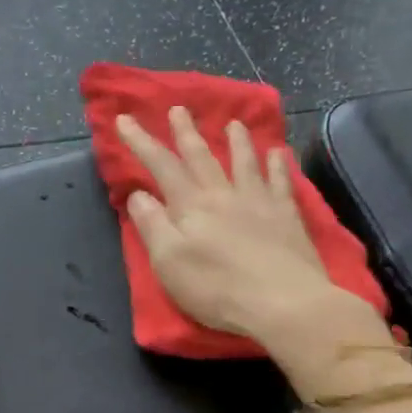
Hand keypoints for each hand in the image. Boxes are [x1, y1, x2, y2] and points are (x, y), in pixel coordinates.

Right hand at [117, 108, 394, 393]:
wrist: (284, 303)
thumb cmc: (217, 288)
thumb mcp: (169, 262)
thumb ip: (152, 225)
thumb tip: (139, 194)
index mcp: (191, 206)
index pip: (161, 166)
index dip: (140, 142)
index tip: (124, 119)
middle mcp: (224, 195)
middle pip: (201, 157)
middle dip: (186, 133)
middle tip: (178, 109)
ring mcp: (259, 203)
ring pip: (244, 162)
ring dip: (236, 141)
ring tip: (232, 122)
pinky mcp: (287, 217)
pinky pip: (281, 182)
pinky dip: (278, 165)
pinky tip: (278, 153)